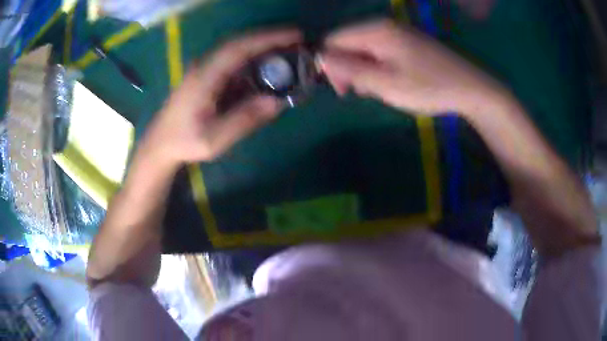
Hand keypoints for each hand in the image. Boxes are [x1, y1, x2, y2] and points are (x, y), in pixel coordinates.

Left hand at [143, 29, 301, 167]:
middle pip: (239, 43)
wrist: (160, 143)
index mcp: (204, 77)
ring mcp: (205, 69)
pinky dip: (253, 60)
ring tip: (289, 51)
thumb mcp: (214, 139)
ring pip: (237, 51)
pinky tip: (267, 66)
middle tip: (298, 41)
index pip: (238, 48)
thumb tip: (277, 102)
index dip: (267, 39)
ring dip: (262, 48)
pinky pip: (233, 62)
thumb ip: (244, 120)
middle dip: (269, 39)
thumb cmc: (184, 142)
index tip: (294, 35)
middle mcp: (204, 66)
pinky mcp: (207, 76)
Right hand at [319, 19, 508, 115]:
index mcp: (376, 30)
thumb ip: (350, 69)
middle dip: (348, 68)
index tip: (342, 89)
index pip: (333, 39)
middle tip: (362, 92)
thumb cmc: (428, 87)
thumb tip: (320, 58)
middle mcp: (383, 25)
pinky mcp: (407, 41)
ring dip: (364, 69)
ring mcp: (397, 32)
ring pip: (363, 48)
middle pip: (348, 42)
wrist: (469, 88)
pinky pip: (380, 51)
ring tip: (381, 89)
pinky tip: (391, 81)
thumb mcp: (385, 83)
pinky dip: (378, 67)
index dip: (329, 63)